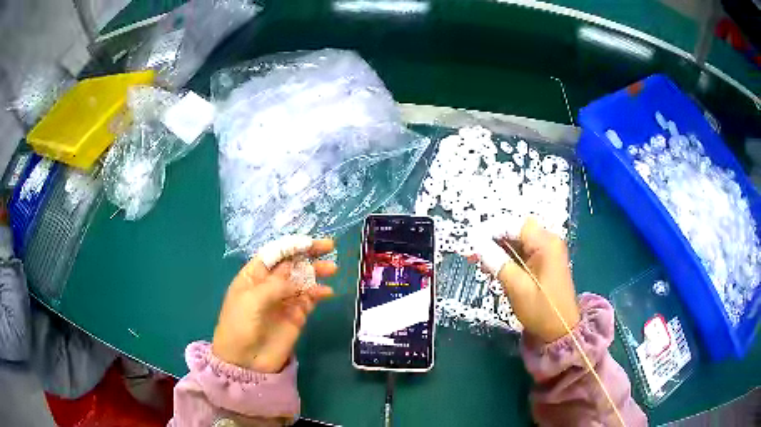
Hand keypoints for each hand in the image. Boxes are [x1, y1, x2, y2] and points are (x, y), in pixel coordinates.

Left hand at [212, 238, 336, 372]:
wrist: (245, 361)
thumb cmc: (240, 325)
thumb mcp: (251, 300)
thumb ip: (276, 285)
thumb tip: (298, 277)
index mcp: (254, 275)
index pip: (275, 253)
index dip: (292, 245)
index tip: (310, 242)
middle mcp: (270, 284)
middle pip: (292, 263)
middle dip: (308, 253)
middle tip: (329, 246)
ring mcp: (284, 300)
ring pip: (303, 279)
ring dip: (317, 271)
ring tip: (332, 269)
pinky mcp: (296, 315)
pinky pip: (310, 299)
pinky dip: (319, 293)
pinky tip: (327, 292)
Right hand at [479, 218, 579, 342]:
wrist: (560, 331)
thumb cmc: (542, 310)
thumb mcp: (517, 287)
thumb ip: (497, 262)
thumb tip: (476, 243)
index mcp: (546, 243)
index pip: (513, 224)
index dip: (490, 230)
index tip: (471, 241)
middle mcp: (547, 241)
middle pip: (515, 230)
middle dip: (492, 239)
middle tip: (473, 254)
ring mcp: (546, 252)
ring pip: (516, 241)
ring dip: (497, 249)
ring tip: (479, 262)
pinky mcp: (543, 262)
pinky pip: (521, 252)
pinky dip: (506, 258)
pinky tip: (492, 268)